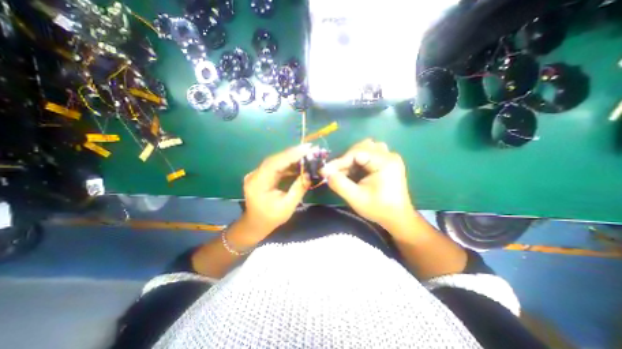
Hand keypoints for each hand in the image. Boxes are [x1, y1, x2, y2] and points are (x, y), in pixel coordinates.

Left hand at [242, 142, 310, 237]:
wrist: (255, 224)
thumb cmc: (271, 218)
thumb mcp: (288, 206)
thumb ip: (298, 188)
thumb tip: (309, 174)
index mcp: (258, 183)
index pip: (275, 163)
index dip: (291, 154)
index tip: (307, 148)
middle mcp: (255, 175)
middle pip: (275, 159)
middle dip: (293, 153)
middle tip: (309, 149)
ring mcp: (257, 174)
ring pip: (276, 161)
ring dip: (291, 158)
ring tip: (306, 155)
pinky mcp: (261, 175)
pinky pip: (275, 166)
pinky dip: (287, 164)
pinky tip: (298, 163)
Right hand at [320, 139, 416, 231]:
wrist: (397, 218)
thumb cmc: (378, 209)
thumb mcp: (356, 198)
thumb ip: (339, 184)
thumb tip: (326, 172)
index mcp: (385, 162)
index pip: (357, 153)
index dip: (339, 161)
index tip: (325, 171)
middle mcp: (388, 155)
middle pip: (361, 147)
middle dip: (346, 159)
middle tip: (336, 172)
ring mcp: (389, 157)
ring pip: (365, 148)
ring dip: (353, 158)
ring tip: (346, 171)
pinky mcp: (387, 162)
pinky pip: (369, 153)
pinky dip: (359, 160)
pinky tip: (355, 171)